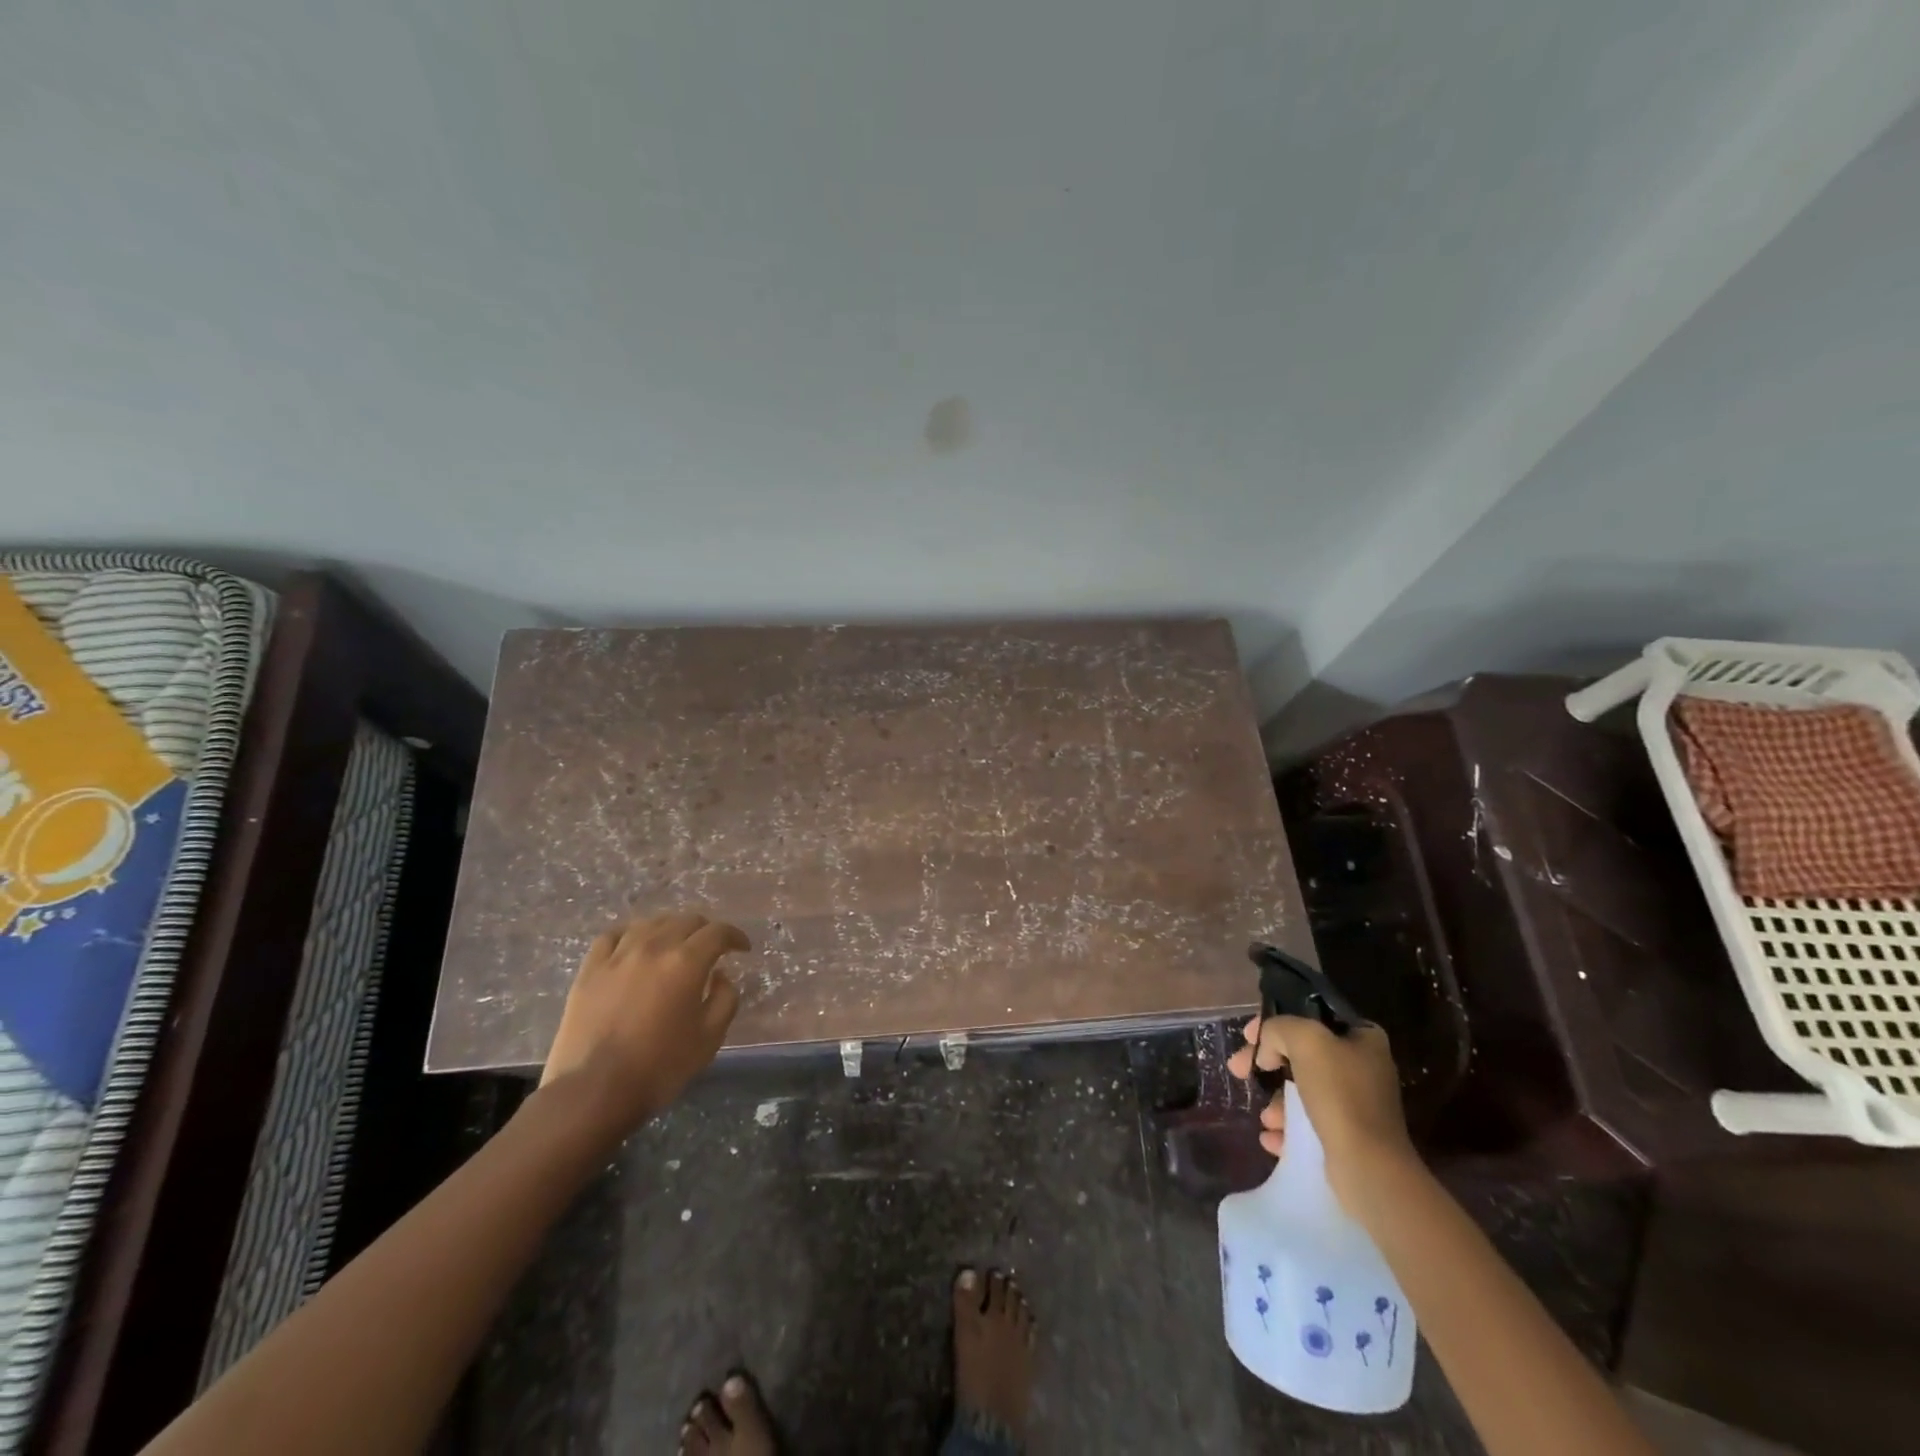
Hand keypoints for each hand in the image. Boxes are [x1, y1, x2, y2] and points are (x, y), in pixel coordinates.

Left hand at [539, 912, 748, 1132]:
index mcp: (686, 962)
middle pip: (686, 921)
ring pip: (650, 923)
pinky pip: (613, 936)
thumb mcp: (710, 1038)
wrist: (594, 1092)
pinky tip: (634, 944)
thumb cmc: (660, 1067)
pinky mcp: (590, 970)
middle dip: (706, 930)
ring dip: (671, 928)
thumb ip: (725, 999)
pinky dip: (630, 934)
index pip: (718, 932)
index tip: (742, 948)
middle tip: (712, 948)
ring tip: (674, 944)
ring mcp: (618, 956)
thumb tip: (719, 976)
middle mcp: (654, 947)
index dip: (735, 936)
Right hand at [1226, 1015, 1417, 1215]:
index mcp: (1363, 1038)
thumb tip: (1267, 1051)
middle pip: (1300, 1054)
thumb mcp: (1304, 1039)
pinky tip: (1272, 1138)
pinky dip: (1286, 1128)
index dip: (1275, 1023)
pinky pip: (1308, 1123)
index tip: (1247, 1036)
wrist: (1368, 1167)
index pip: (1309, 1016)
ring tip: (1267, 1119)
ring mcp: (1356, 1105)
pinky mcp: (1348, 1137)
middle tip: (1237, 1069)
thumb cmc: (1340, 1094)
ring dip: (1277, 1102)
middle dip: (1266, 1063)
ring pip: (1301, 1091)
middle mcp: (1363, 1068)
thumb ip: (1278, 1029)